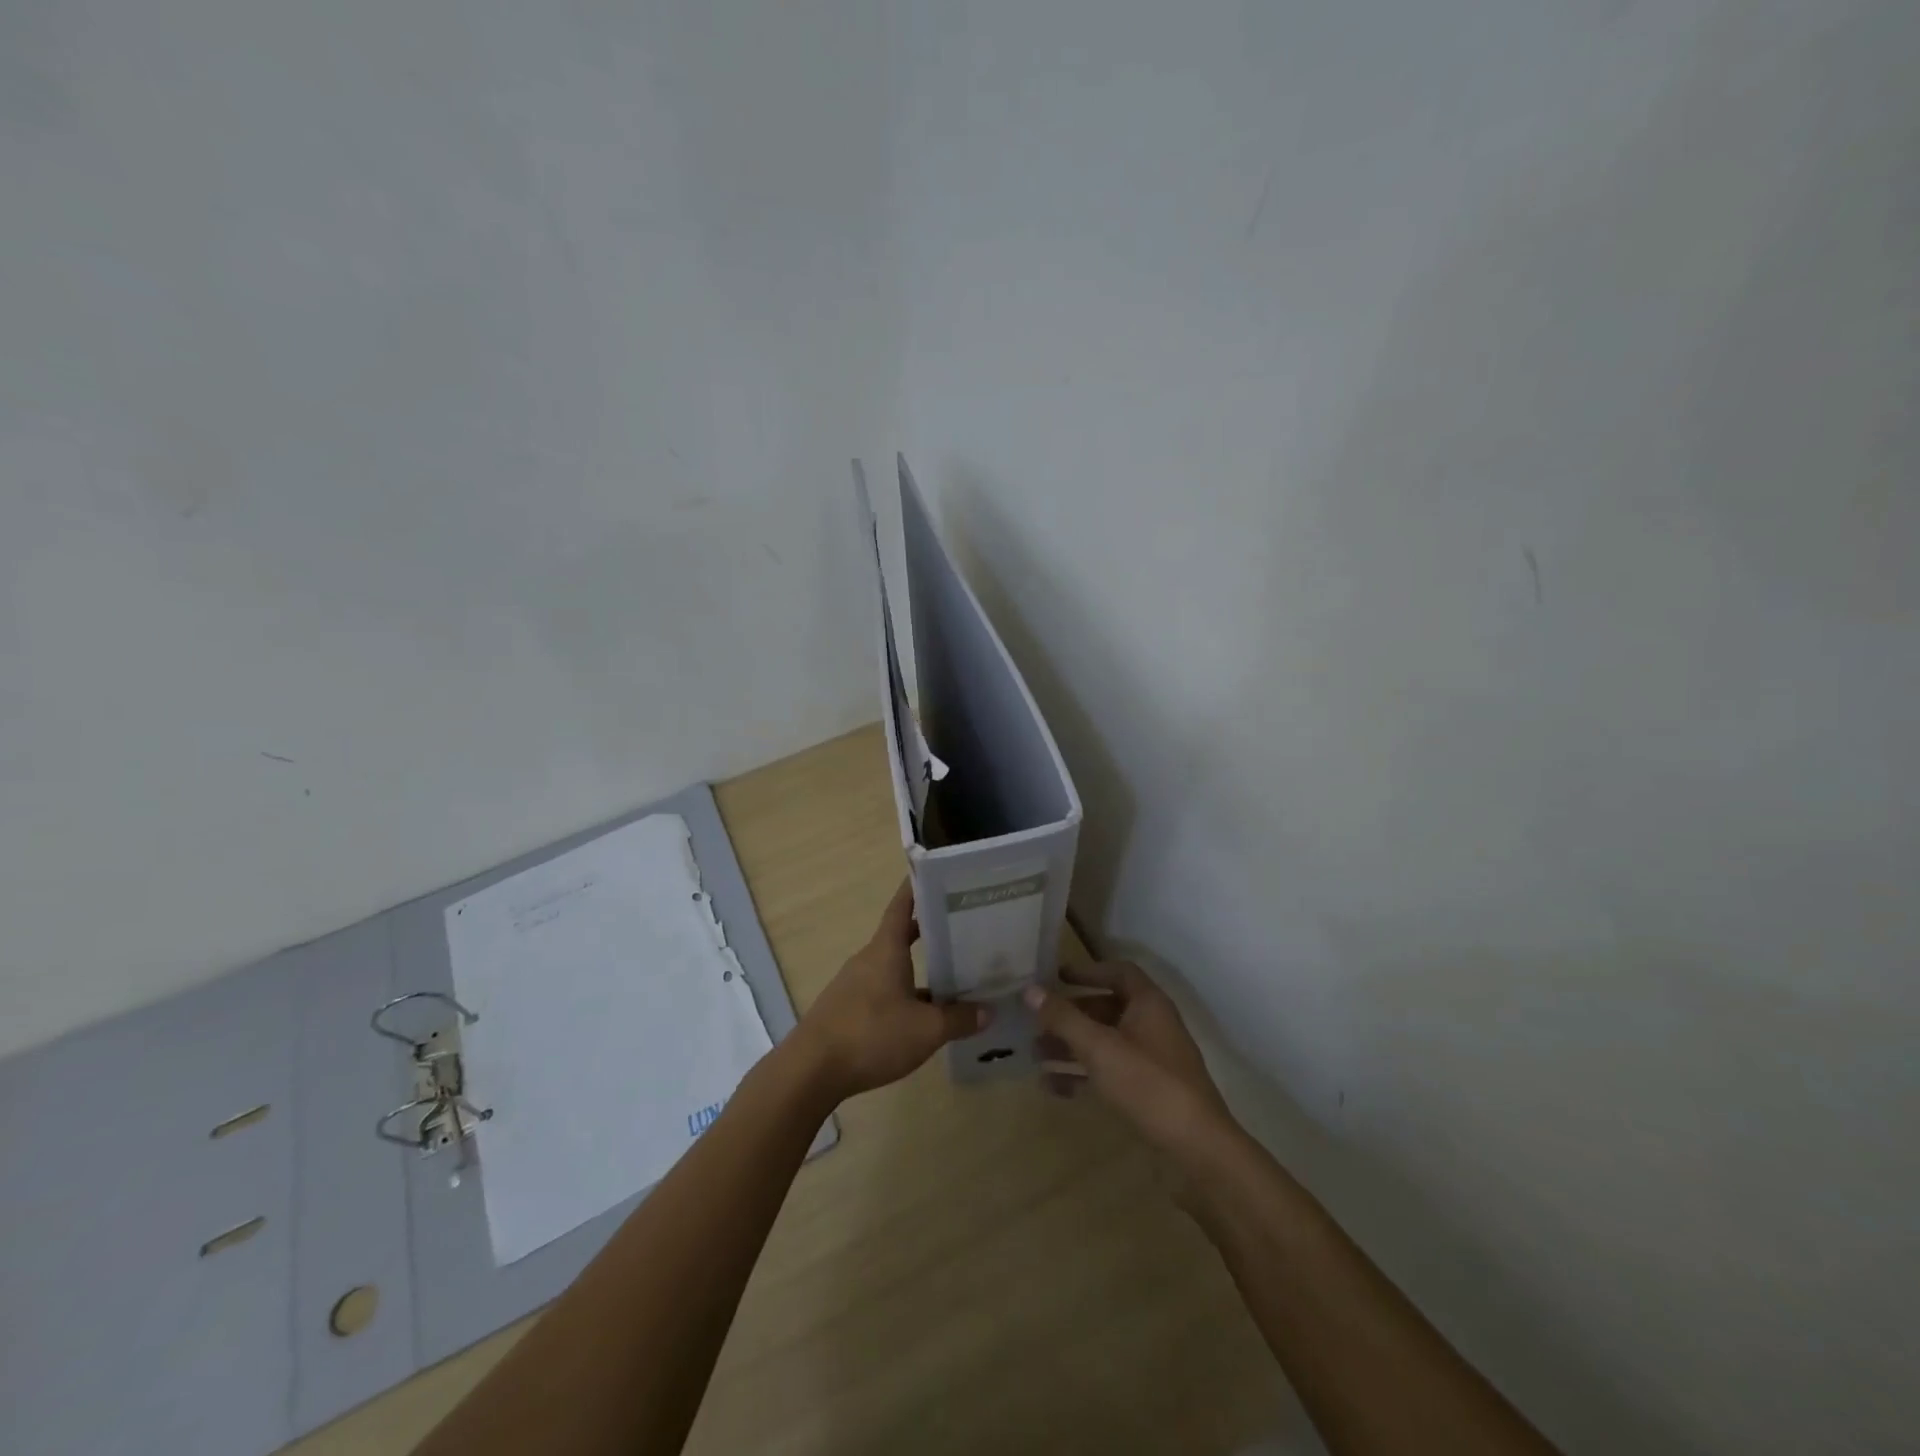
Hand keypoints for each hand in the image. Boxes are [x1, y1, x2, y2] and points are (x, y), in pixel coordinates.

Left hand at [792, 879, 990, 1101]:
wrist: (812, 1070)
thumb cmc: (871, 1035)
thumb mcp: (926, 1030)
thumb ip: (959, 1019)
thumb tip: (988, 1010)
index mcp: (886, 949)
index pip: (902, 906)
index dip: (917, 888)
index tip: (936, 874)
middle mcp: (869, 959)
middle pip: (901, 936)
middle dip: (930, 932)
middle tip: (963, 930)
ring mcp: (855, 984)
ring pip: (894, 968)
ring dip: (920, 969)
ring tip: (953, 977)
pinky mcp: (848, 1009)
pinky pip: (884, 991)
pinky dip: (906, 995)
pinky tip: (924, 1016)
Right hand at [1024, 961, 1231, 1155]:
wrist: (1197, 1148)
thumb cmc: (1148, 1084)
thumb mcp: (1099, 1047)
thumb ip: (1063, 1018)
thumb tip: (1029, 989)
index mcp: (1148, 1004)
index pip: (1118, 972)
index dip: (1088, 971)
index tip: (1056, 977)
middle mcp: (1152, 1025)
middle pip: (1106, 1009)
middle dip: (1070, 1015)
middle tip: (1037, 1022)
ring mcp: (1152, 1060)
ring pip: (1105, 1042)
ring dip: (1071, 1046)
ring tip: (1035, 1055)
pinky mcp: (1148, 1090)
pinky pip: (1109, 1072)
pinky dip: (1083, 1074)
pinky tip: (1053, 1088)